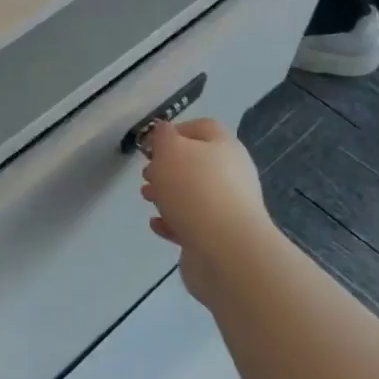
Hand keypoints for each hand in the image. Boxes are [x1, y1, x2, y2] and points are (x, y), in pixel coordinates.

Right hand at [141, 120, 271, 306]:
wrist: (225, 250)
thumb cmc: (195, 189)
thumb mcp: (170, 149)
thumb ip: (163, 136)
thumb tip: (165, 133)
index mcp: (225, 148)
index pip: (203, 128)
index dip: (175, 131)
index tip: (151, 145)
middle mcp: (232, 175)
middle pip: (196, 163)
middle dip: (167, 167)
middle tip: (146, 174)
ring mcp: (228, 208)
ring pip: (192, 194)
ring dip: (167, 194)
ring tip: (146, 199)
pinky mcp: (220, 237)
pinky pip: (192, 223)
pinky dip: (173, 221)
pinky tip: (157, 224)